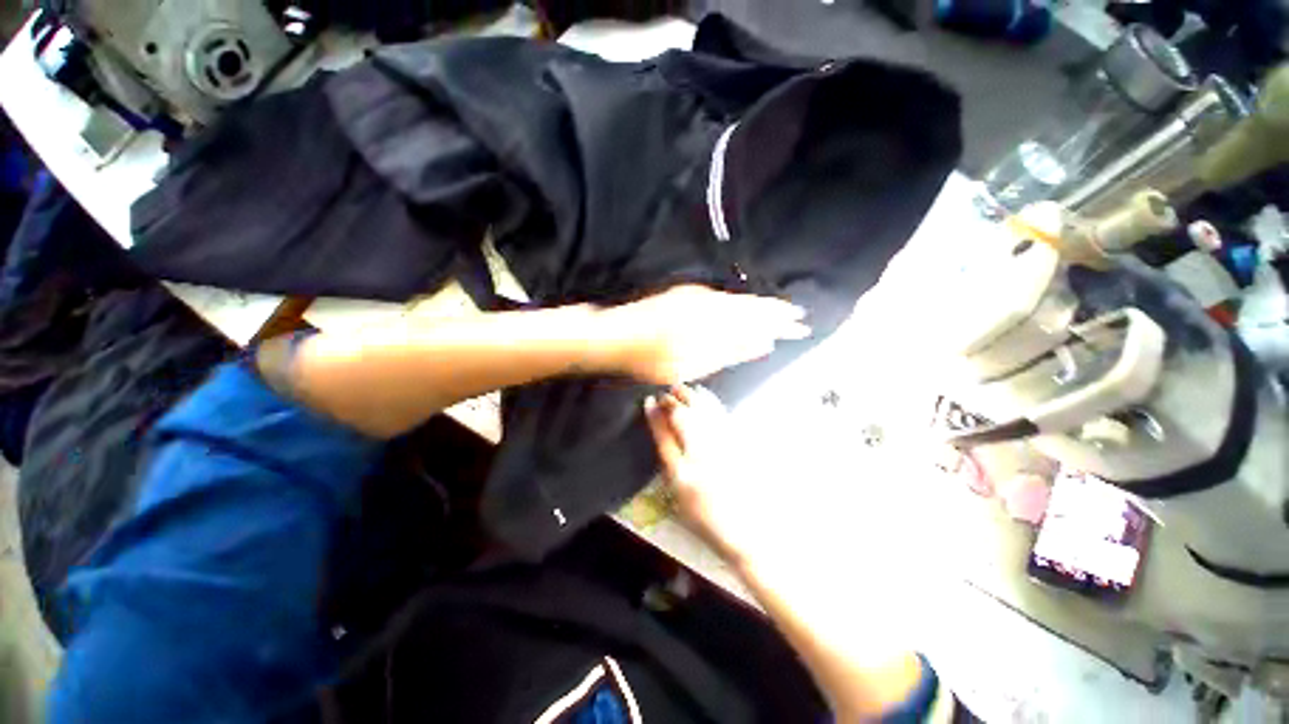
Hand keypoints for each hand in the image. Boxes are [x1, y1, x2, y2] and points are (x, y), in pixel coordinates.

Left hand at [601, 285, 808, 384]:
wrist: (617, 335)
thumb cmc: (653, 359)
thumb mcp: (694, 363)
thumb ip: (730, 351)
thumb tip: (764, 342)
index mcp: (715, 322)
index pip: (758, 320)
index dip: (780, 323)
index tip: (802, 325)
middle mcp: (711, 303)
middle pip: (750, 306)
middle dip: (775, 311)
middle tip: (798, 315)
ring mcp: (697, 296)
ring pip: (736, 300)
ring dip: (758, 306)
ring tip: (778, 311)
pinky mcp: (685, 294)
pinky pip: (721, 297)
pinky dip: (737, 304)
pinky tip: (743, 307)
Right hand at [644, 384, 759, 564]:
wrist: (748, 530)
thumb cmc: (707, 518)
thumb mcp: (679, 497)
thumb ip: (670, 466)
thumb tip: (663, 433)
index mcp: (683, 473)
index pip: (664, 435)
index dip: (655, 415)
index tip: (650, 401)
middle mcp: (702, 455)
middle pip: (684, 419)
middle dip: (673, 401)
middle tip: (665, 393)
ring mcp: (722, 447)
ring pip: (703, 412)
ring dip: (691, 397)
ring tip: (682, 388)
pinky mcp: (738, 443)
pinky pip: (721, 414)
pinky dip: (710, 401)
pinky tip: (704, 394)